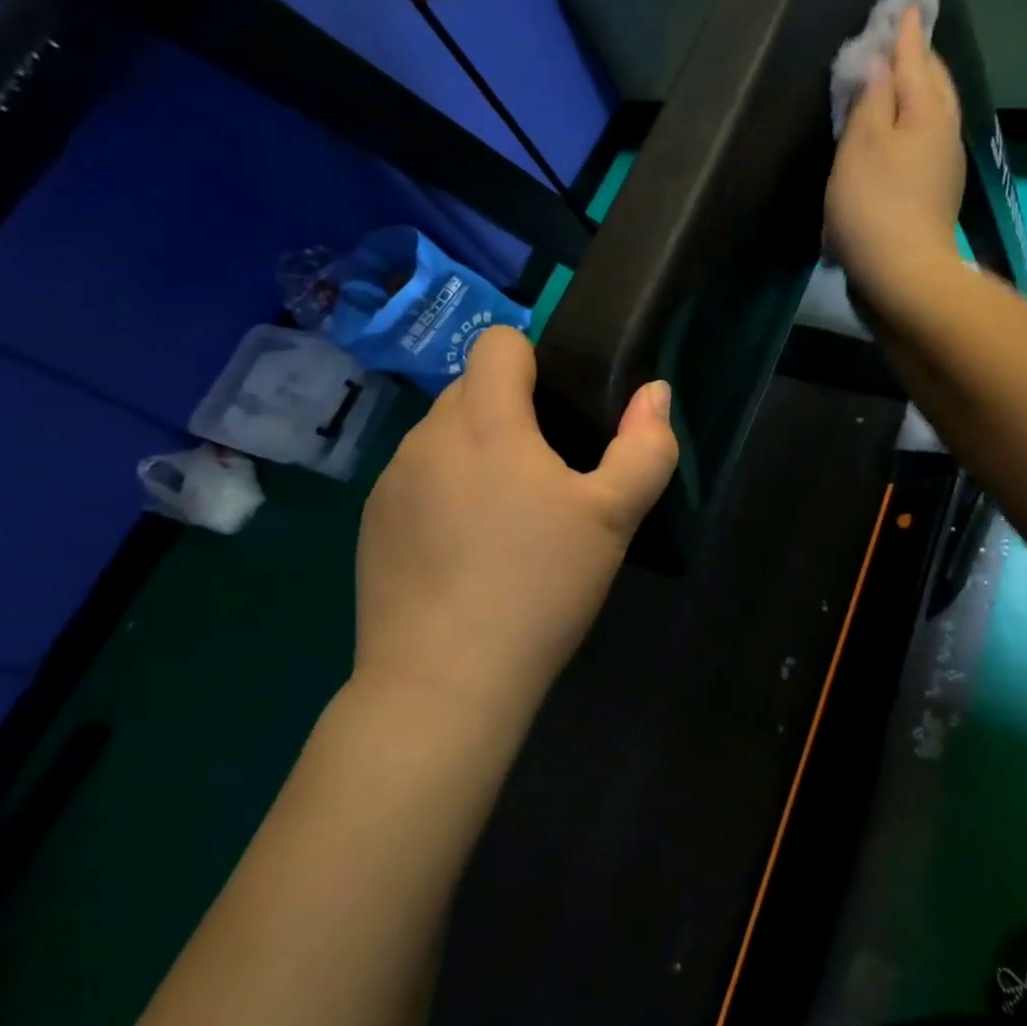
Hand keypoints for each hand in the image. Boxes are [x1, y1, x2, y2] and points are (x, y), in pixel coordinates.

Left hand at [355, 328, 678, 718]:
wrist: (443, 683)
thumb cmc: (538, 586)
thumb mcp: (613, 518)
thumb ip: (645, 446)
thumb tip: (654, 392)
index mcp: (485, 421)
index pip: (497, 342)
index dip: (533, 361)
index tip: (558, 411)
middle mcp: (428, 436)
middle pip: (471, 388)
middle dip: (510, 412)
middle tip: (546, 477)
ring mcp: (391, 480)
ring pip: (443, 436)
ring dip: (476, 453)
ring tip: (506, 519)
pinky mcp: (371, 524)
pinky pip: (417, 479)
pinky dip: (444, 492)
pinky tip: (464, 552)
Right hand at [825, 7, 965, 298]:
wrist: (902, 275)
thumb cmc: (874, 204)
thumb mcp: (862, 143)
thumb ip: (871, 98)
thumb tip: (879, 63)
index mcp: (928, 112)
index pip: (917, 59)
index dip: (906, 33)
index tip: (904, 4)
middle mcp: (944, 132)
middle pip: (935, 83)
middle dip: (919, 57)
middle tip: (902, 35)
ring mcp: (945, 165)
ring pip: (934, 112)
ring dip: (919, 89)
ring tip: (900, 75)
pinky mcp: (935, 193)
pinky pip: (927, 139)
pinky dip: (914, 121)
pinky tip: (900, 128)